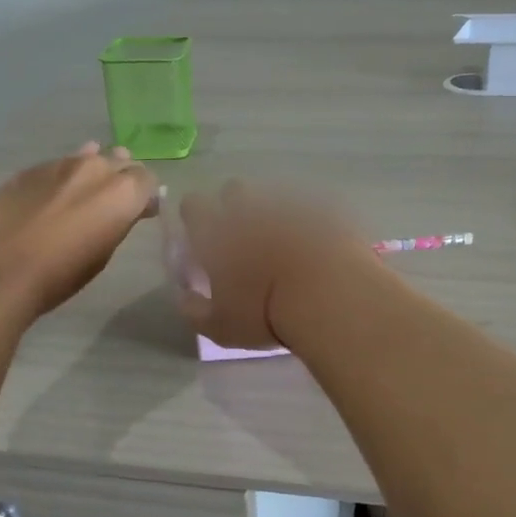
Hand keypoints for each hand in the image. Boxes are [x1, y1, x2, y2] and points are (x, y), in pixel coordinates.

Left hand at [0, 144, 158, 319]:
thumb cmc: (59, 275)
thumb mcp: (102, 254)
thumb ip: (119, 222)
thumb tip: (128, 210)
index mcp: (122, 192)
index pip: (147, 179)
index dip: (145, 195)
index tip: (140, 213)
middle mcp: (95, 168)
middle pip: (119, 162)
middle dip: (122, 179)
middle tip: (113, 204)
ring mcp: (59, 164)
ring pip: (87, 159)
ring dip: (92, 174)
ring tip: (84, 196)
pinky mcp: (29, 169)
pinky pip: (58, 166)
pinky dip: (63, 178)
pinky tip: (53, 197)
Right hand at [177, 182, 381, 348]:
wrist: (331, 294)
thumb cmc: (266, 313)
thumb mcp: (221, 327)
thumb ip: (195, 311)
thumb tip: (184, 298)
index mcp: (216, 231)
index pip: (193, 206)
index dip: (195, 218)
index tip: (203, 237)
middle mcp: (249, 209)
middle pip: (233, 190)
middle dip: (235, 206)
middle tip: (245, 238)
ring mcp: (288, 204)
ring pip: (273, 197)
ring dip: (273, 214)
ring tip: (284, 244)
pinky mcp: (325, 209)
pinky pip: (310, 208)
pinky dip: (309, 224)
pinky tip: (316, 247)